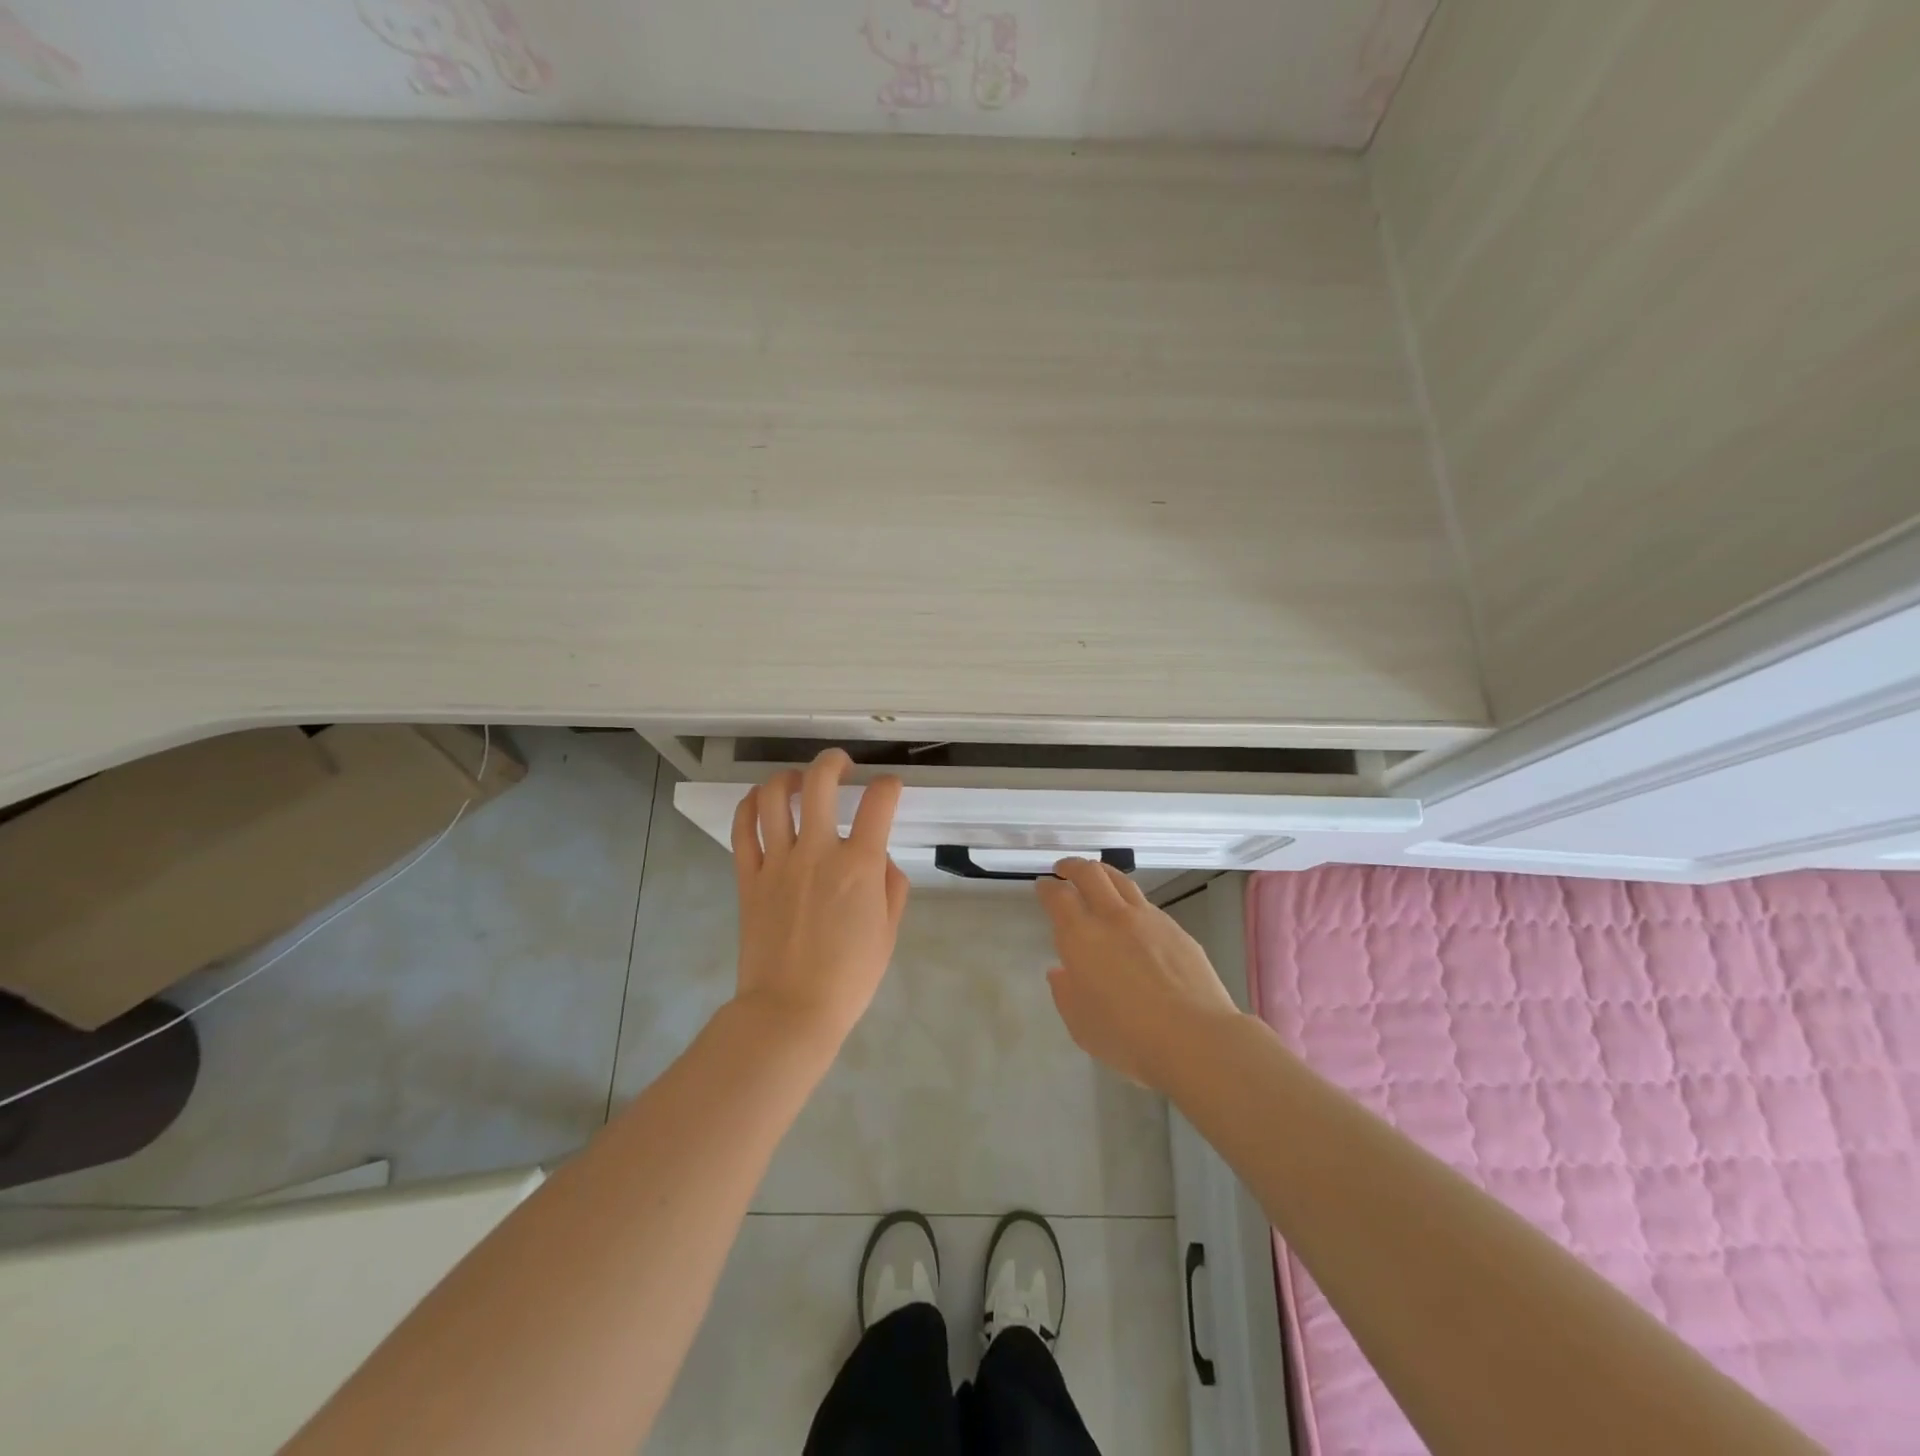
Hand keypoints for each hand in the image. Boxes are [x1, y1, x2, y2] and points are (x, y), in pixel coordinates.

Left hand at [731, 749, 908, 1052]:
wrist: (791, 1010)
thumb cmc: (849, 977)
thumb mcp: (888, 932)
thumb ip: (891, 887)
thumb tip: (880, 860)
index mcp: (859, 865)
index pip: (879, 802)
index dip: (889, 786)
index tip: (889, 788)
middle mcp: (817, 851)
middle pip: (819, 782)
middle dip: (833, 761)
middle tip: (842, 765)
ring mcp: (777, 862)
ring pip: (773, 797)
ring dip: (788, 777)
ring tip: (798, 781)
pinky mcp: (748, 877)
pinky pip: (742, 829)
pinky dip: (749, 806)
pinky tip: (760, 802)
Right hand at [1036, 858, 1240, 1090]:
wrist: (1195, 1038)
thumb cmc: (1128, 1038)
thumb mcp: (1081, 1025)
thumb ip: (1066, 993)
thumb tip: (1062, 972)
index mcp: (1081, 938)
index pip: (1058, 896)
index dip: (1047, 888)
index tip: (1043, 886)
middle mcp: (1112, 918)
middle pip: (1090, 873)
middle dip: (1073, 867)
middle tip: (1065, 870)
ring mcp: (1148, 919)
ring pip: (1121, 880)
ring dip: (1103, 873)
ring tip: (1097, 878)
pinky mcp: (1176, 929)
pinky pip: (1146, 903)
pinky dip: (1130, 901)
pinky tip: (1133, 918)